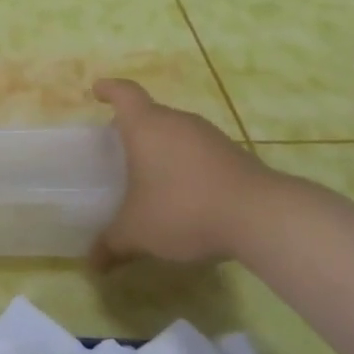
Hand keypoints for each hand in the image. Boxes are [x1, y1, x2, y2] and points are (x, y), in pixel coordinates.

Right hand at [92, 78, 282, 266]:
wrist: (260, 216)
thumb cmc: (183, 209)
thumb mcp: (138, 232)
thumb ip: (112, 244)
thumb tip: (93, 264)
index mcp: (146, 126)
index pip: (124, 94)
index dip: (109, 90)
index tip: (98, 91)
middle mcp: (178, 122)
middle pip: (151, 114)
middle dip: (133, 128)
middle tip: (119, 148)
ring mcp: (210, 137)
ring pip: (177, 133)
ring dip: (163, 148)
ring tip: (151, 175)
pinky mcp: (235, 155)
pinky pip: (199, 152)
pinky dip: (187, 165)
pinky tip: (185, 193)